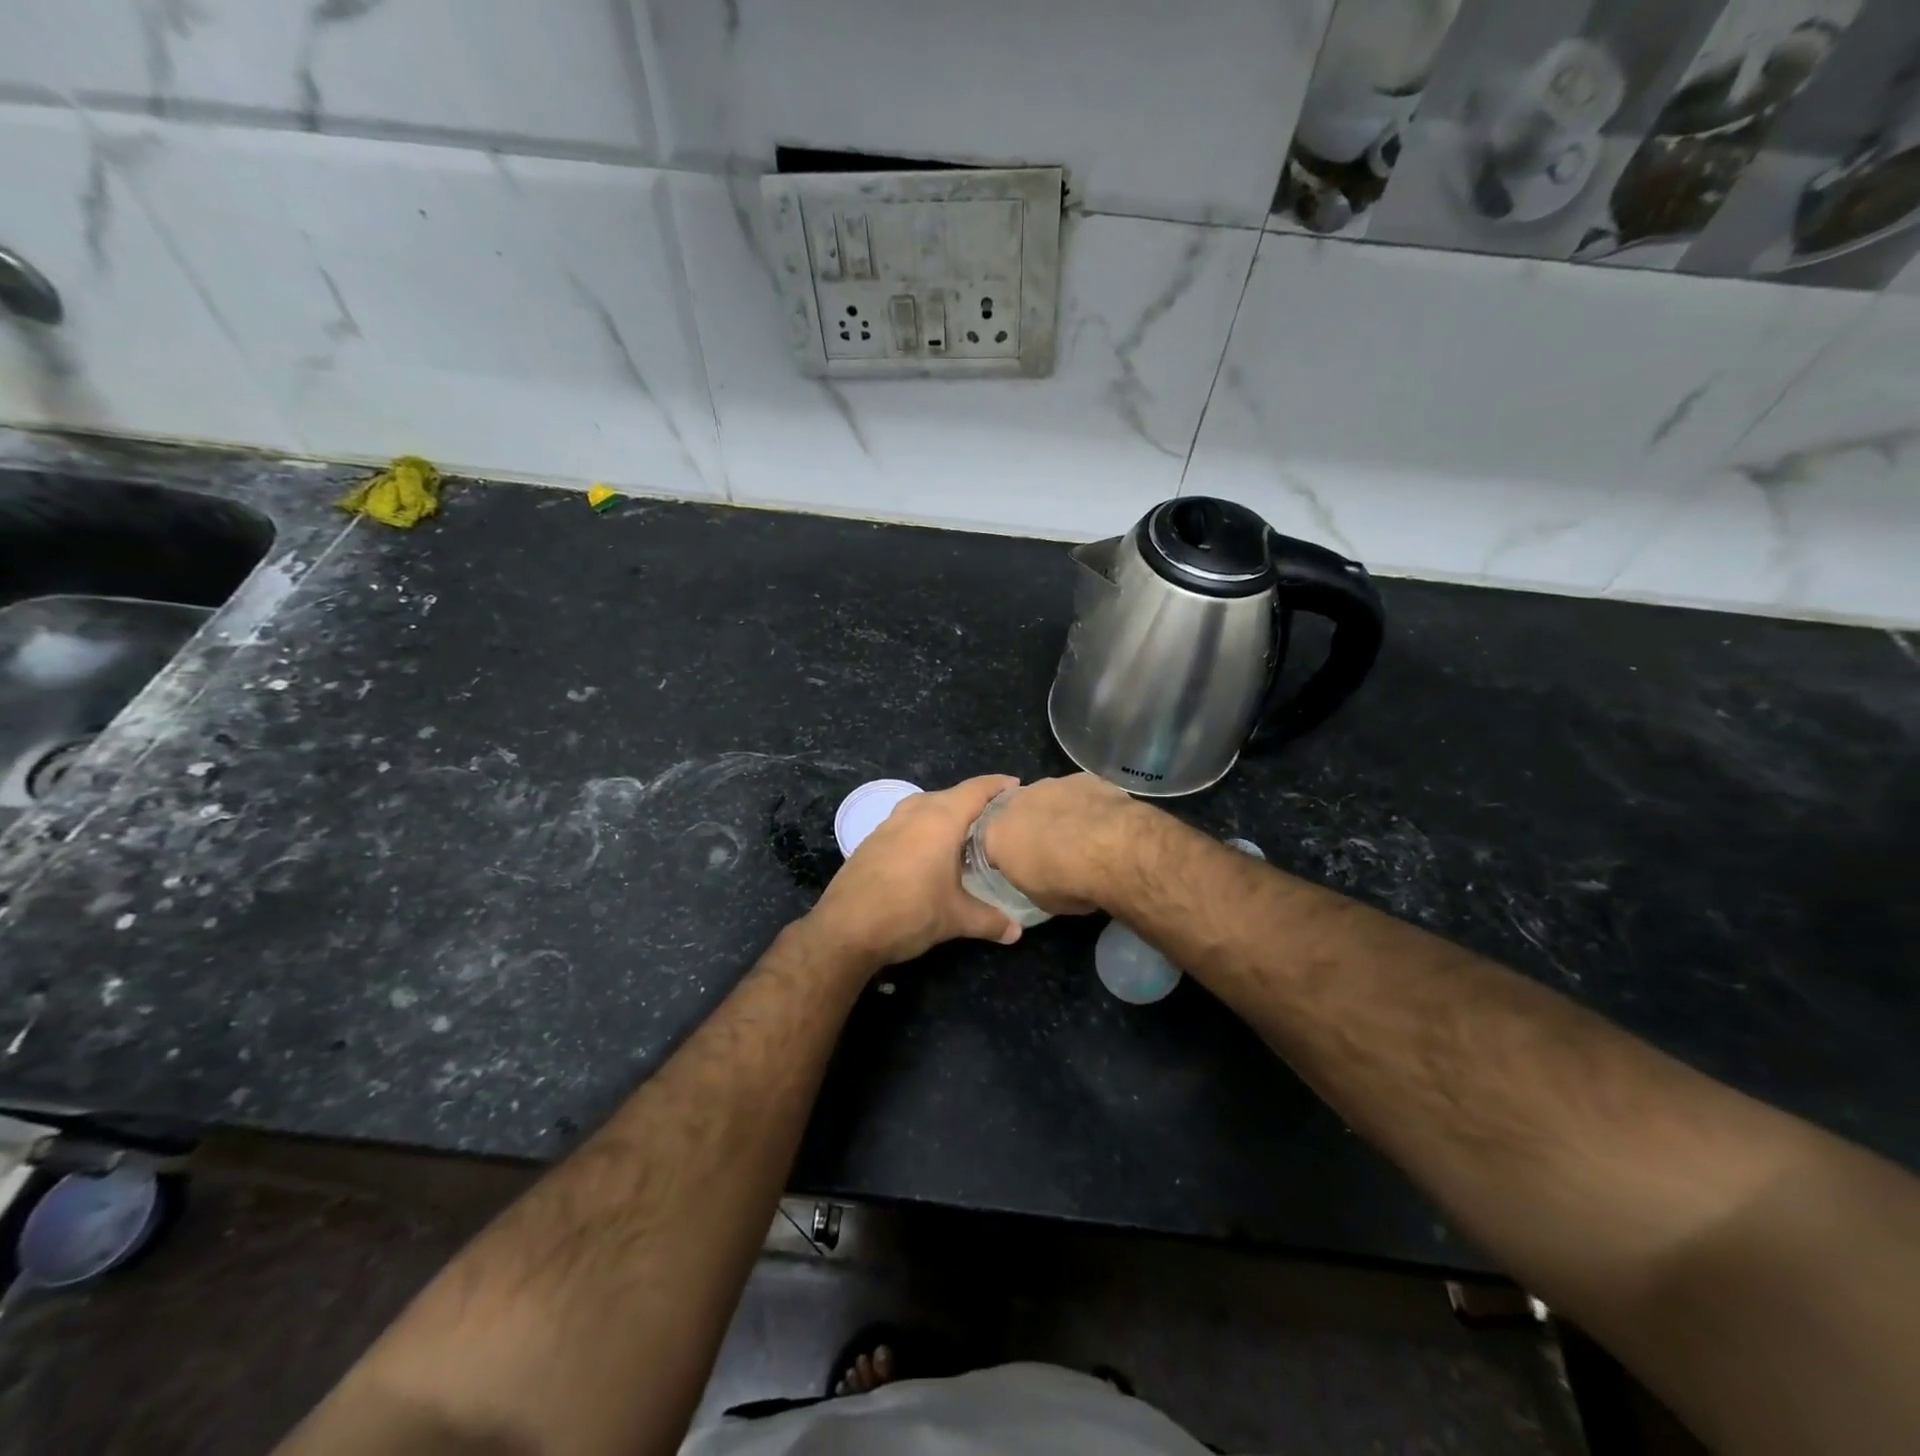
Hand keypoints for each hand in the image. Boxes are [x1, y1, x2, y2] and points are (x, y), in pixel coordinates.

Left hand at [806, 775, 1024, 968]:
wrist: (845, 929)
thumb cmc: (909, 913)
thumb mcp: (956, 919)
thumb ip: (990, 921)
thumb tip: (1016, 931)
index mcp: (940, 820)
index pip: (976, 790)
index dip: (998, 785)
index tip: (1017, 787)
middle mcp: (915, 813)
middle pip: (951, 795)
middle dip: (974, 801)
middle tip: (997, 818)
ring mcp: (889, 825)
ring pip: (925, 806)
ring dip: (945, 813)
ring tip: (965, 833)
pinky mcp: (872, 841)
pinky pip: (906, 822)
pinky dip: (924, 827)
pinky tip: (930, 851)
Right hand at [980, 773, 1139, 914]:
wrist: (1111, 850)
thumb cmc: (1067, 882)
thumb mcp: (1038, 898)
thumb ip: (1027, 879)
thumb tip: (1034, 876)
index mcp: (995, 835)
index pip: (990, 844)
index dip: (1006, 855)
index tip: (1021, 867)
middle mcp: (1016, 802)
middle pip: (1017, 814)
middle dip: (1030, 828)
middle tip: (1051, 850)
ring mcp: (1049, 784)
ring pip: (1047, 799)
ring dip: (1058, 814)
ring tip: (1081, 838)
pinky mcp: (1081, 777)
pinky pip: (1077, 792)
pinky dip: (1084, 805)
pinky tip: (1103, 824)